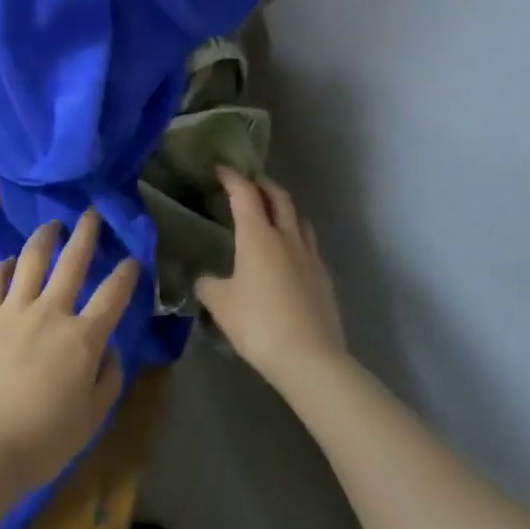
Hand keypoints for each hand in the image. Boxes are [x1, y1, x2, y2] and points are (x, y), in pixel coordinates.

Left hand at [0, 209, 138, 495]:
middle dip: (86, 232)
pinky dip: (3, 265)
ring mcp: (13, 309)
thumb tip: (110, 349)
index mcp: (82, 338)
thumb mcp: (92, 419)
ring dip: (45, 237)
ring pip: (32, 258)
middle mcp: (50, 312)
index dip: (126, 272)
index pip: (112, 294)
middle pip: (73, 260)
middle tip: (91, 213)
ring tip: (51, 225)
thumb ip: (108, 379)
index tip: (133, 257)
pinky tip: (9, 261)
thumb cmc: (44, 441)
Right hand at [197, 168, 346, 386]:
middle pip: (279, 197)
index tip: (221, 169)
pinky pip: (310, 248)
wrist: (311, 360)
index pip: (244, 193)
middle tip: (250, 184)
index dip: (232, 177)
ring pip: (300, 220)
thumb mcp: (220, 304)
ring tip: (273, 217)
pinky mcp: (325, 280)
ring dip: (285, 211)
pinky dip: (297, 241)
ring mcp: (310, 258)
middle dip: (263, 185)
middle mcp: (286, 237)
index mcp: (257, 235)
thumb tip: (204, 278)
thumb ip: (208, 284)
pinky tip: (290, 258)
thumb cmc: (259, 323)